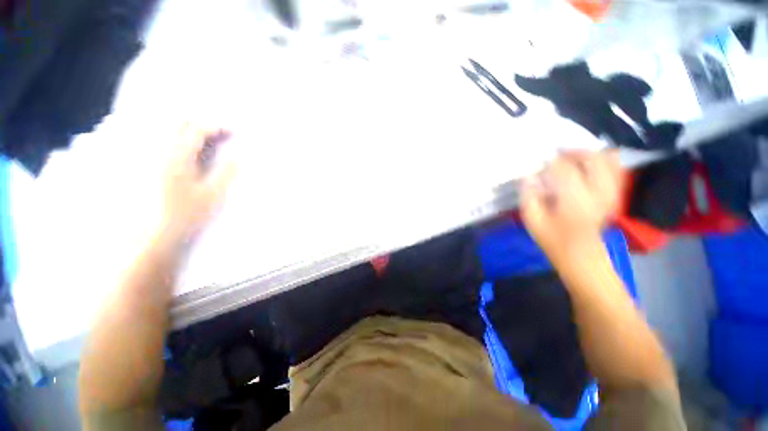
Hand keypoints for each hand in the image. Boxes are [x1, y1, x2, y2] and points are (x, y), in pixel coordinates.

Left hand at [158, 124, 236, 245]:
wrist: (153, 235)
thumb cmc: (186, 216)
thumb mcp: (212, 196)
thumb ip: (226, 173)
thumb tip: (238, 157)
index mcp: (177, 158)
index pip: (196, 130)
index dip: (216, 127)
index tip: (233, 131)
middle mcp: (159, 152)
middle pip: (177, 123)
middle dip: (200, 123)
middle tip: (219, 134)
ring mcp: (150, 158)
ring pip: (166, 130)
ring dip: (188, 129)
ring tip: (204, 139)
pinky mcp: (146, 167)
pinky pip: (159, 142)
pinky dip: (176, 139)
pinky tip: (185, 150)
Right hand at [521, 150, 620, 261]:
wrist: (581, 255)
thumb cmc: (553, 238)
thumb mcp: (532, 220)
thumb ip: (529, 196)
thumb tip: (530, 176)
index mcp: (575, 200)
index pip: (564, 168)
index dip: (550, 161)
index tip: (538, 163)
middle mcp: (598, 192)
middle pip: (592, 158)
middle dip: (573, 152)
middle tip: (556, 155)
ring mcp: (611, 192)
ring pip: (608, 159)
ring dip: (588, 154)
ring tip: (571, 158)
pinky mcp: (615, 194)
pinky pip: (615, 168)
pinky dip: (602, 160)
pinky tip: (587, 165)